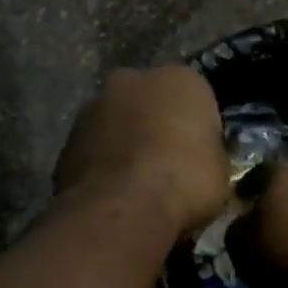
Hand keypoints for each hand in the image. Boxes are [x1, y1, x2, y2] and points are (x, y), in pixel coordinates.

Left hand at [54, 67, 229, 236]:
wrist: (123, 208)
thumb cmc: (185, 181)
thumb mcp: (221, 171)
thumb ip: (208, 153)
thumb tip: (201, 160)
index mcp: (179, 79)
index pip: (195, 98)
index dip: (197, 128)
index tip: (199, 155)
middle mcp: (132, 80)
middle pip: (149, 102)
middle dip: (154, 125)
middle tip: (165, 164)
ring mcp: (92, 107)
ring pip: (116, 122)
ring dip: (124, 143)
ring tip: (135, 184)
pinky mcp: (66, 139)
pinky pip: (93, 150)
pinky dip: (101, 165)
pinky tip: (112, 194)